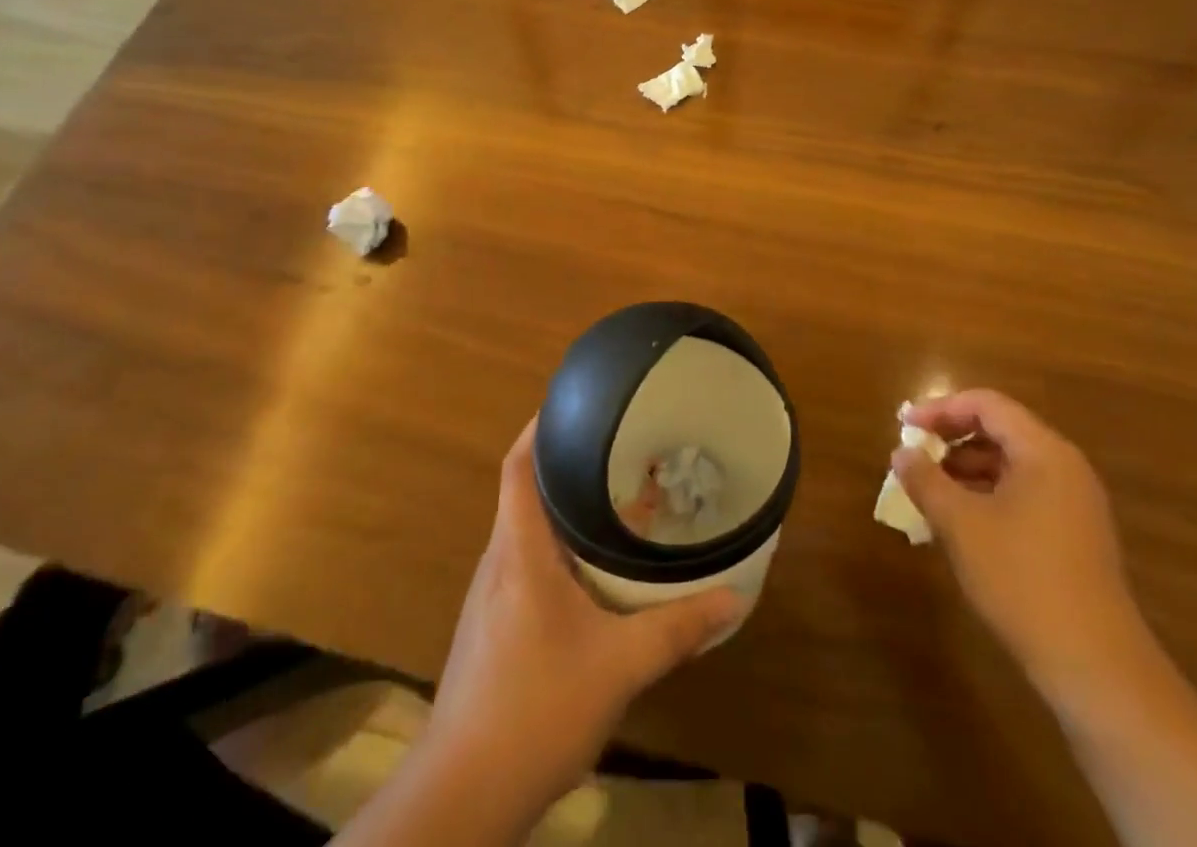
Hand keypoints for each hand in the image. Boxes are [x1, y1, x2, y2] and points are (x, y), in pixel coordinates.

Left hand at [422, 418, 746, 818]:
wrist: (462, 795)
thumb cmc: (536, 709)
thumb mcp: (619, 666)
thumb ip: (676, 628)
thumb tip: (734, 597)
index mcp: (519, 549)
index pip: (518, 465)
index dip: (539, 426)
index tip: (574, 401)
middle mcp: (499, 559)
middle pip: (525, 489)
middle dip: (567, 464)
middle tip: (618, 448)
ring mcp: (490, 594)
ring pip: (527, 529)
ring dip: (565, 510)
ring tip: (614, 501)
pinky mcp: (491, 625)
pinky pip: (526, 563)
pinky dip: (558, 549)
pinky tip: (592, 573)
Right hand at [894, 390, 1148, 703]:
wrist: (1095, 668)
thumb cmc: (1022, 579)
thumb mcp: (960, 524)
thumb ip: (925, 480)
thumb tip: (902, 452)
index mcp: (1044, 452)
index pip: (987, 405)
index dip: (941, 409)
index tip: (905, 424)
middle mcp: (1065, 468)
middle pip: (1001, 431)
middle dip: (953, 438)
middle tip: (915, 454)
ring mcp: (1076, 505)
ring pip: (1012, 466)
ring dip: (967, 470)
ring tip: (931, 491)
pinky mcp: (1077, 538)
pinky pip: (1025, 495)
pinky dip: (989, 495)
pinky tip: (962, 524)